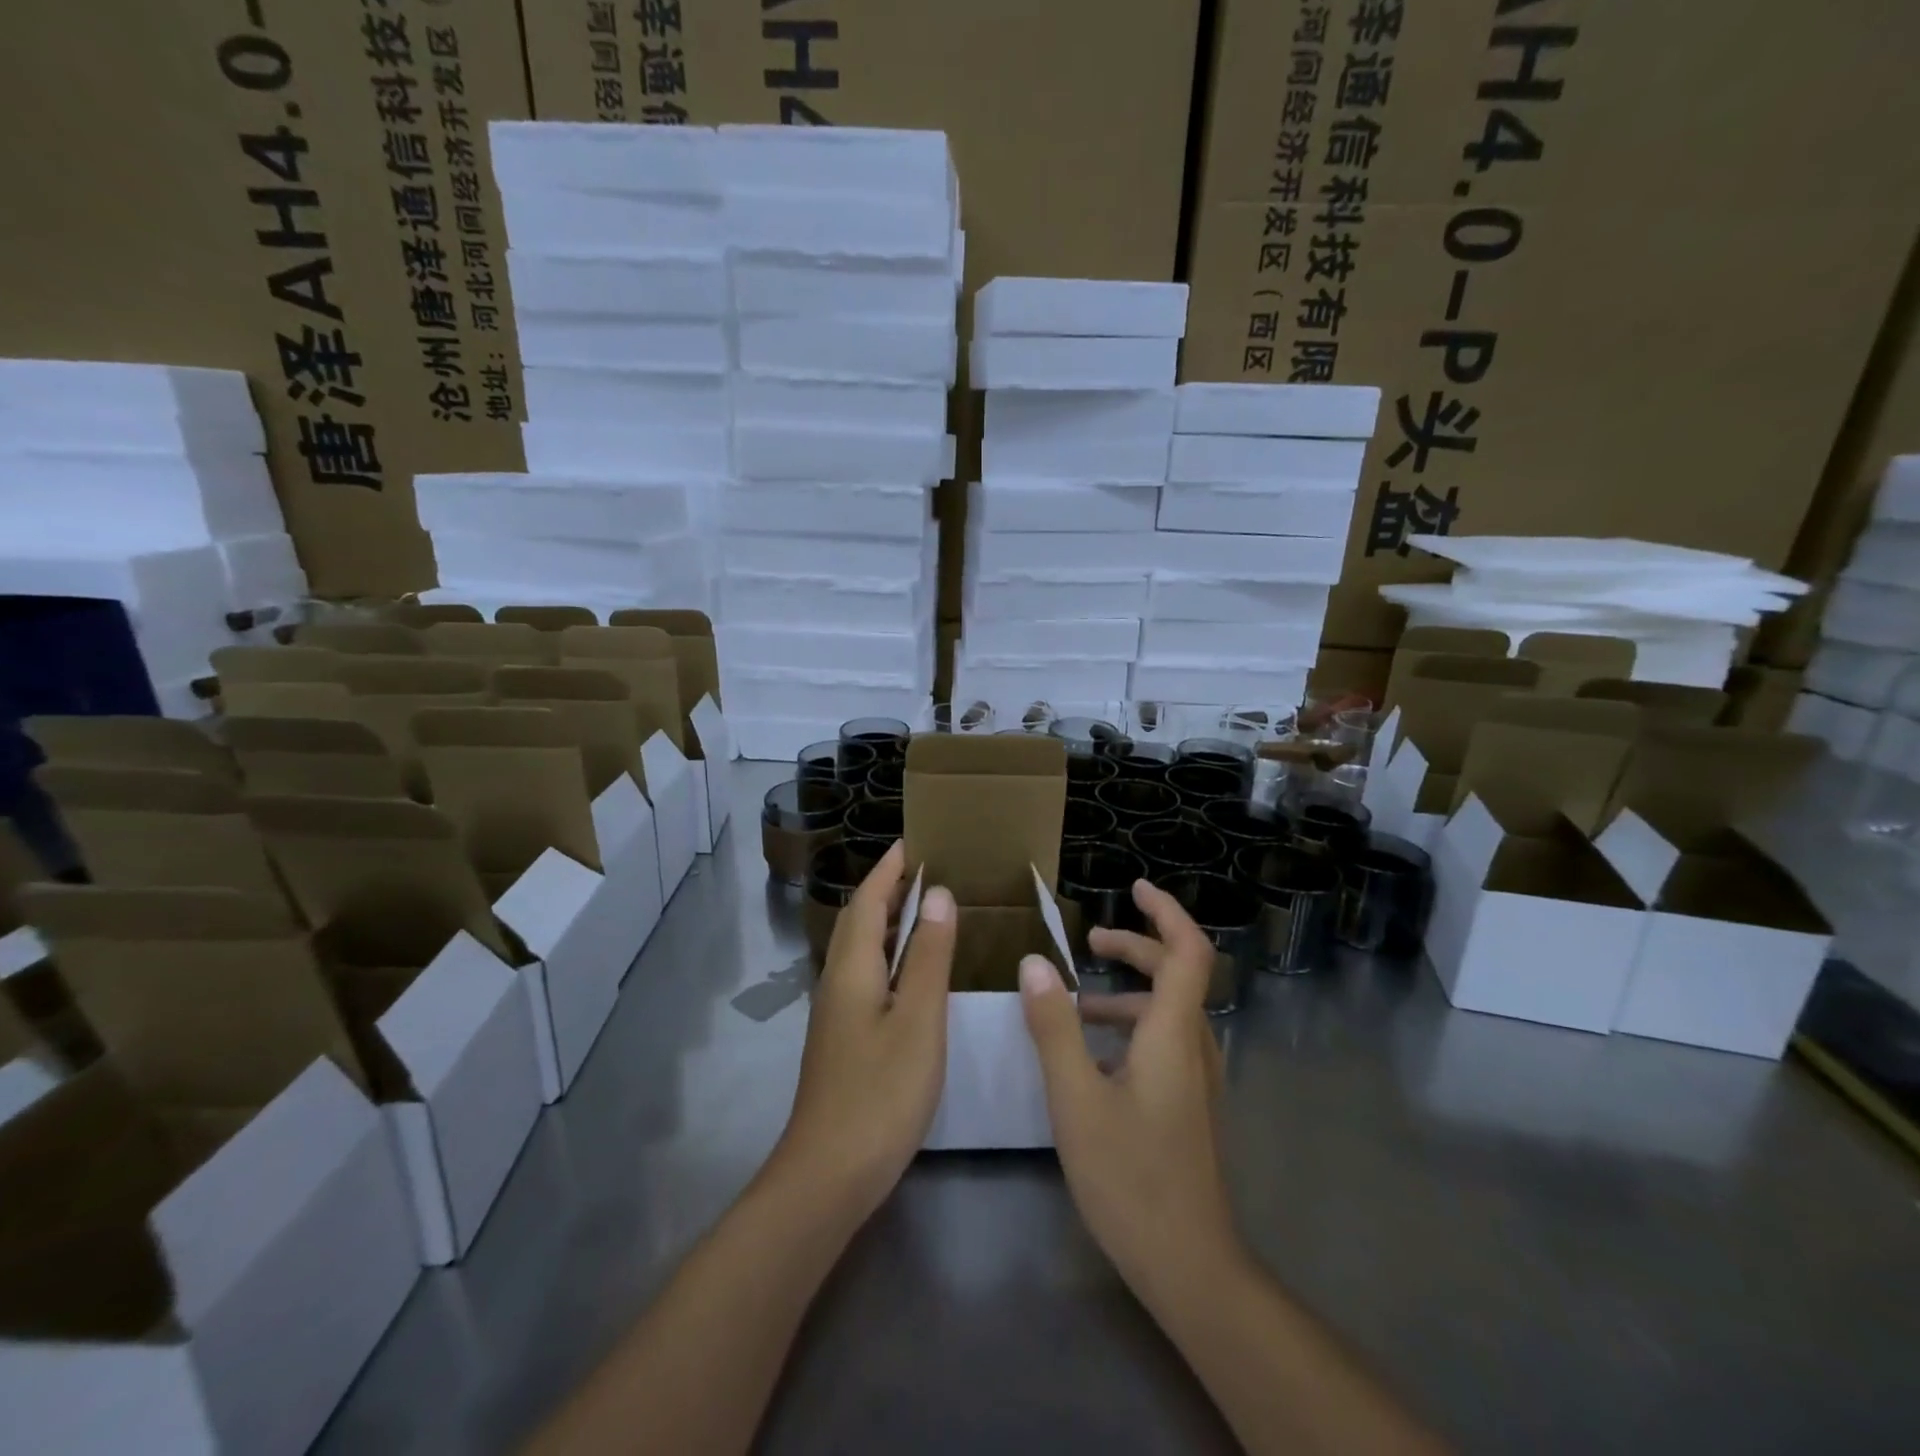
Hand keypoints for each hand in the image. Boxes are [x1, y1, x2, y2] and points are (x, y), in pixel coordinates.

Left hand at [775, 842, 955, 1220]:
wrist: (828, 1174)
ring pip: (860, 949)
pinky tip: (911, 971)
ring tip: (923, 908)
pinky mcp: (843, 1039)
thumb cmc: (881, 1092)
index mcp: (852, 969)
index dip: (888, 869)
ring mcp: (836, 1013)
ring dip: (886, 921)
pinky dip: (888, 954)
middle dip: (885, 889)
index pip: (868, 901)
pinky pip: (865, 975)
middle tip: (922, 869)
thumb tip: (937, 894)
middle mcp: (837, 981)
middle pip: (857, 921)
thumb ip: (929, 956)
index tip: (912, 841)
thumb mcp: (919, 1020)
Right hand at [1018, 878, 1239, 1303]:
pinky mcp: (1189, 1105)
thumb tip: (1034, 963)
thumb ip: (1053, 1028)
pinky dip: (1130, 1028)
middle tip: (1089, 943)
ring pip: (1167, 1012)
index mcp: (1171, 1034)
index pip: (1187, 951)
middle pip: (1176, 975)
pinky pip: (1164, 1043)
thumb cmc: (1130, 1177)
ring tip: (1074, 1004)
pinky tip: (1092, 1057)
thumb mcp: (1076, 1099)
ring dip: (1127, 993)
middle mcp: (1192, 1047)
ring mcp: (1196, 1079)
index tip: (1134, 888)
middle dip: (1135, 948)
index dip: (1166, 912)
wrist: (1189, 1267)